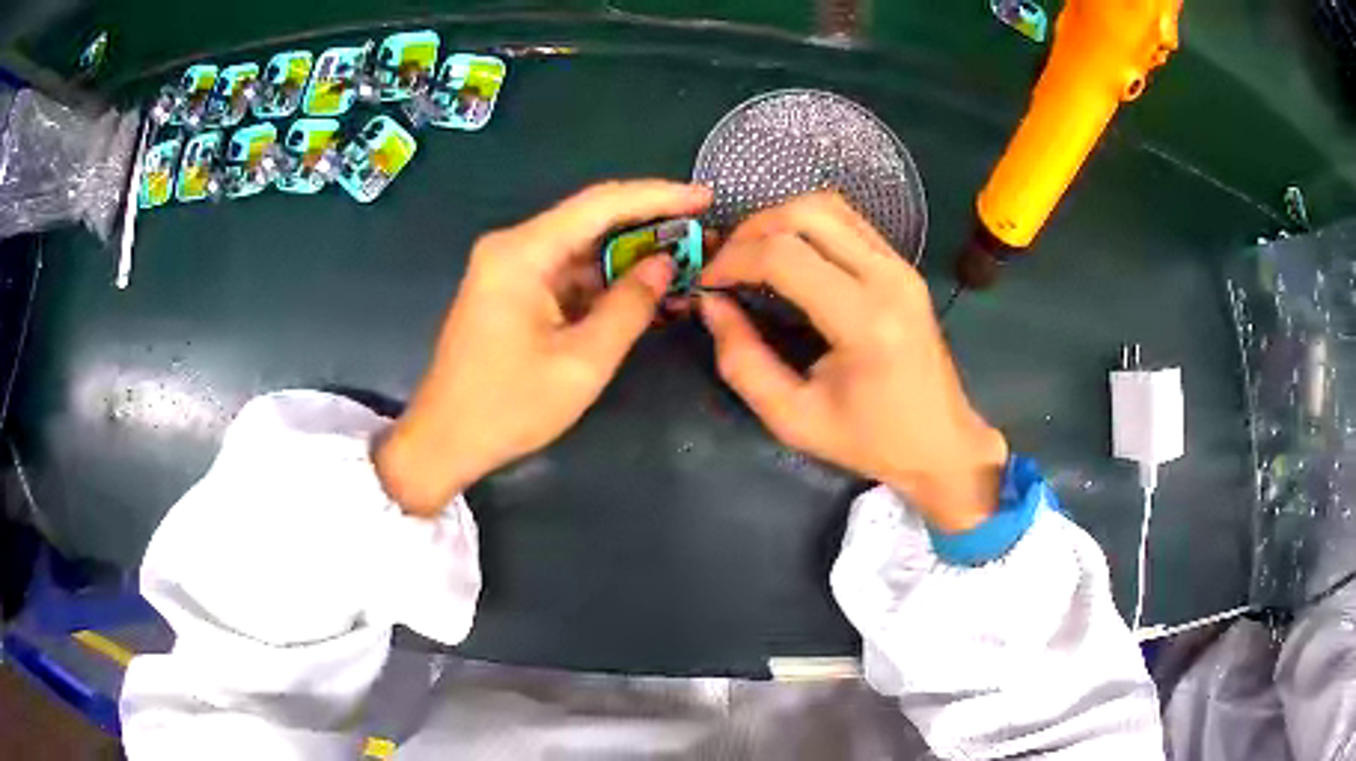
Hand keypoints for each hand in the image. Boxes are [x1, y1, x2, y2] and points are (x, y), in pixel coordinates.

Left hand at [377, 180, 712, 515]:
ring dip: (628, 258)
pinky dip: (603, 283)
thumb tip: (664, 265)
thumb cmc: (508, 407)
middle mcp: (513, 247)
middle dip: (649, 227)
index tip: (705, 198)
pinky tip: (641, 293)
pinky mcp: (511, 290)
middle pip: (591, 220)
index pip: (601, 204)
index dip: (658, 196)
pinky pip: (566, 274)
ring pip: (581, 248)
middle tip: (702, 236)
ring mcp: (509, 268)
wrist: (444, 440)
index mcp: (522, 253)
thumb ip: (629, 307)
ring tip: (684, 266)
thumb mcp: (582, 362)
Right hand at [698, 193, 1006, 532]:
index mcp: (864, 320)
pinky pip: (847, 221)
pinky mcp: (903, 265)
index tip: (708, 284)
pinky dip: (806, 225)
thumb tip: (712, 305)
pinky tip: (787, 255)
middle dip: (751, 230)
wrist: (941, 442)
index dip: (733, 261)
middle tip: (725, 264)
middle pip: (806, 213)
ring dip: (778, 220)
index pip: (784, 256)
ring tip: (751, 254)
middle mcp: (888, 277)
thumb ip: (743, 361)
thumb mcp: (793, 418)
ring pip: (827, 206)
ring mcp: (900, 265)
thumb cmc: (869, 440)